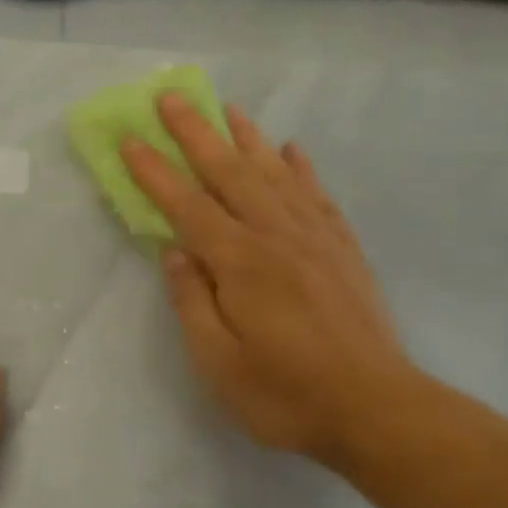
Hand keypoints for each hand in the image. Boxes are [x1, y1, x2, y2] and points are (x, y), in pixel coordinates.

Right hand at [121, 95, 420, 471]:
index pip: (188, 206)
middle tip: (173, 96)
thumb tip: (174, 250)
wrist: (377, 411)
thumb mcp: (219, 363)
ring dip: (248, 138)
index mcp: (241, 263)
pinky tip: (291, 150)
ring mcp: (316, 240)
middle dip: (197, 133)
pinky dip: (301, 169)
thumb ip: (192, 301)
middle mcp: (277, 237)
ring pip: (275, 174)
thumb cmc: (286, 395)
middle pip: (231, 173)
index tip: (130, 140)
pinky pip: (318, 196)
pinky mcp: (343, 251)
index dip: (156, 172)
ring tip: (228, 108)